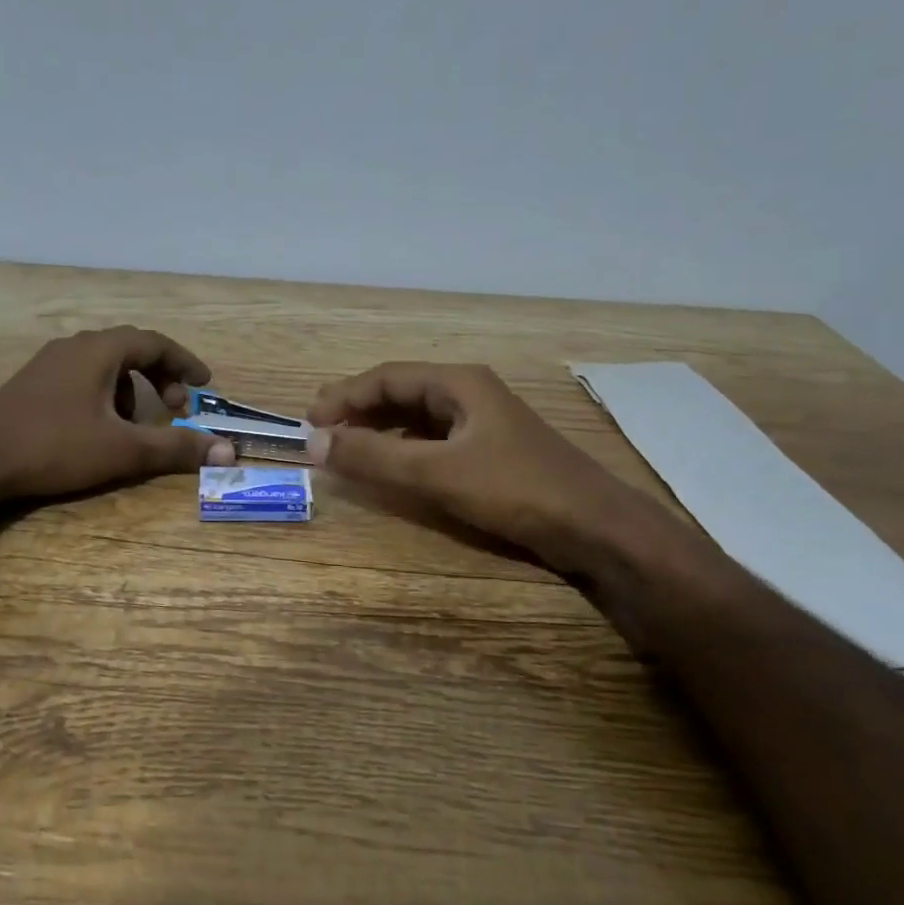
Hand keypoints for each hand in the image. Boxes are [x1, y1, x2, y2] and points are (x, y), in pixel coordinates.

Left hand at [0, 327, 236, 499]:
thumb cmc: (54, 446)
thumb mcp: (123, 450)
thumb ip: (176, 448)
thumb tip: (226, 451)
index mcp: (99, 351)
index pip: (155, 342)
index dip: (185, 362)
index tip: (205, 384)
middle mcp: (74, 347)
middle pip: (130, 349)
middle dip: (160, 376)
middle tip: (176, 407)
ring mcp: (48, 364)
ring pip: (105, 365)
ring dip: (132, 389)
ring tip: (135, 424)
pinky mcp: (32, 385)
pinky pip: (82, 378)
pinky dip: (105, 395)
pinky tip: (97, 429)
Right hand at [307, 362, 642, 564]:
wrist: (594, 527)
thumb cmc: (515, 489)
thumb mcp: (436, 473)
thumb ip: (374, 457)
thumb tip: (315, 443)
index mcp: (459, 383)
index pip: (387, 377)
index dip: (344, 396)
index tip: (309, 422)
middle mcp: (470, 393)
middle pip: (402, 392)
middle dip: (359, 409)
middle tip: (321, 433)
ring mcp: (484, 423)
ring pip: (418, 417)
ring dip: (380, 429)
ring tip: (347, 447)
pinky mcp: (492, 452)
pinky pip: (435, 440)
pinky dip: (405, 449)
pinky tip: (393, 466)